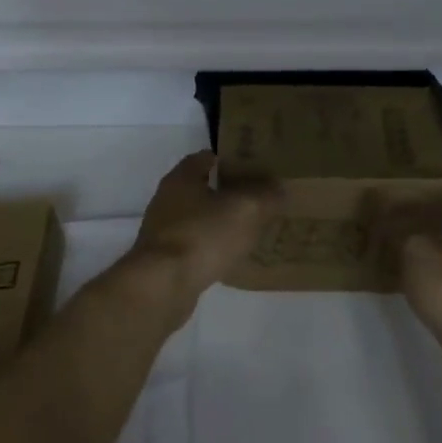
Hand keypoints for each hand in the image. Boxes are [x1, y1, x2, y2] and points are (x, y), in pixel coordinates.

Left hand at [127, 151, 279, 305]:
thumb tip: (278, 187)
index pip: (206, 157)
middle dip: (228, 192)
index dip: (231, 160)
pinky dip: (211, 248)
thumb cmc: (203, 236)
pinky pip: (194, 246)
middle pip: (201, 188)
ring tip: (250, 229)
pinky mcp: (164, 260)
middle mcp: (167, 200)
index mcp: (181, 178)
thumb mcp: (246, 209)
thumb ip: (265, 195)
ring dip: (220, 222)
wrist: (163, 285)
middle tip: (258, 199)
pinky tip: (231, 258)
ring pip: (198, 219)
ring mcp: (162, 231)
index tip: (255, 168)